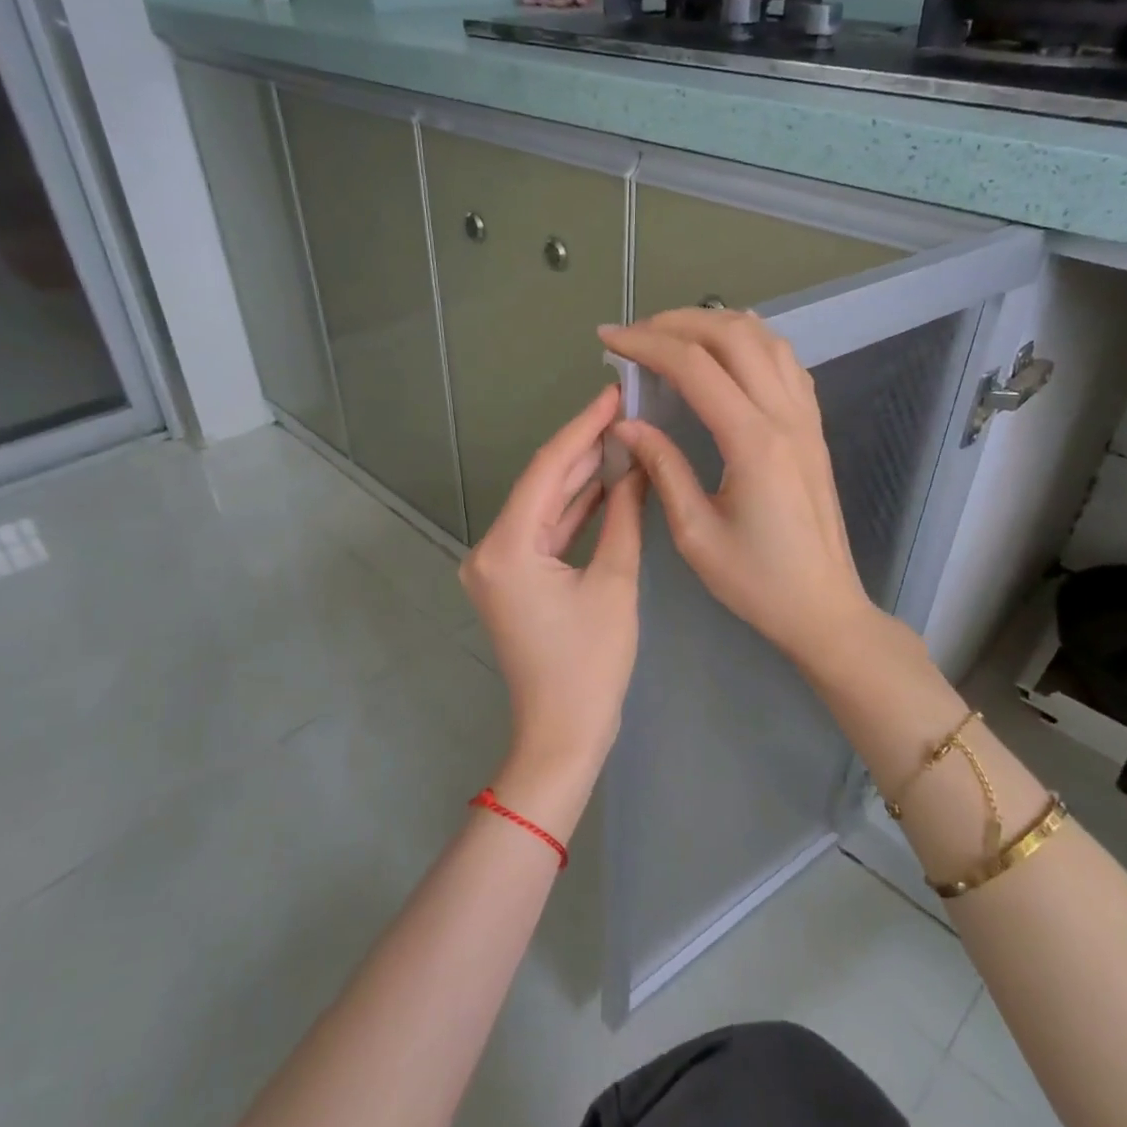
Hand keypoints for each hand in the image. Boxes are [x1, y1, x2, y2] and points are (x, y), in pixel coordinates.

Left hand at [460, 386, 646, 817]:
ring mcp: (497, 565)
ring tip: (622, 435)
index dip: (583, 427)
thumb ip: (622, 516)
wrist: (562, 735)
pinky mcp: (512, 580)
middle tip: (625, 408)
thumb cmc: (590, 666)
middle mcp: (490, 549)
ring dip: (581, 477)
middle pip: (542, 484)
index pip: (548, 469)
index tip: (613, 392)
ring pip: (544, 507)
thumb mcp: (613, 583)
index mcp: (507, 547)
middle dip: (584, 447)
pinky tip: (607, 483)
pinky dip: (574, 511)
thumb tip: (636, 465)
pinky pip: (545, 533)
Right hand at [598, 310, 877, 665]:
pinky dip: (752, 341)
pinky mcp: (813, 428)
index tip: (609, 339)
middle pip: (732, 335)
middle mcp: (784, 416)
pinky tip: (728, 350)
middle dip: (678, 322)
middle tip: (636, 334)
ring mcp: (805, 418)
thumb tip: (628, 424)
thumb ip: (663, 468)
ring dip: (716, 324)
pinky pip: (786, 363)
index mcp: (752, 443)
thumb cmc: (756, 582)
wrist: (822, 606)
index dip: (646, 344)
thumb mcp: (695, 534)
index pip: (694, 366)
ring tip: (674, 334)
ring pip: (765, 340)